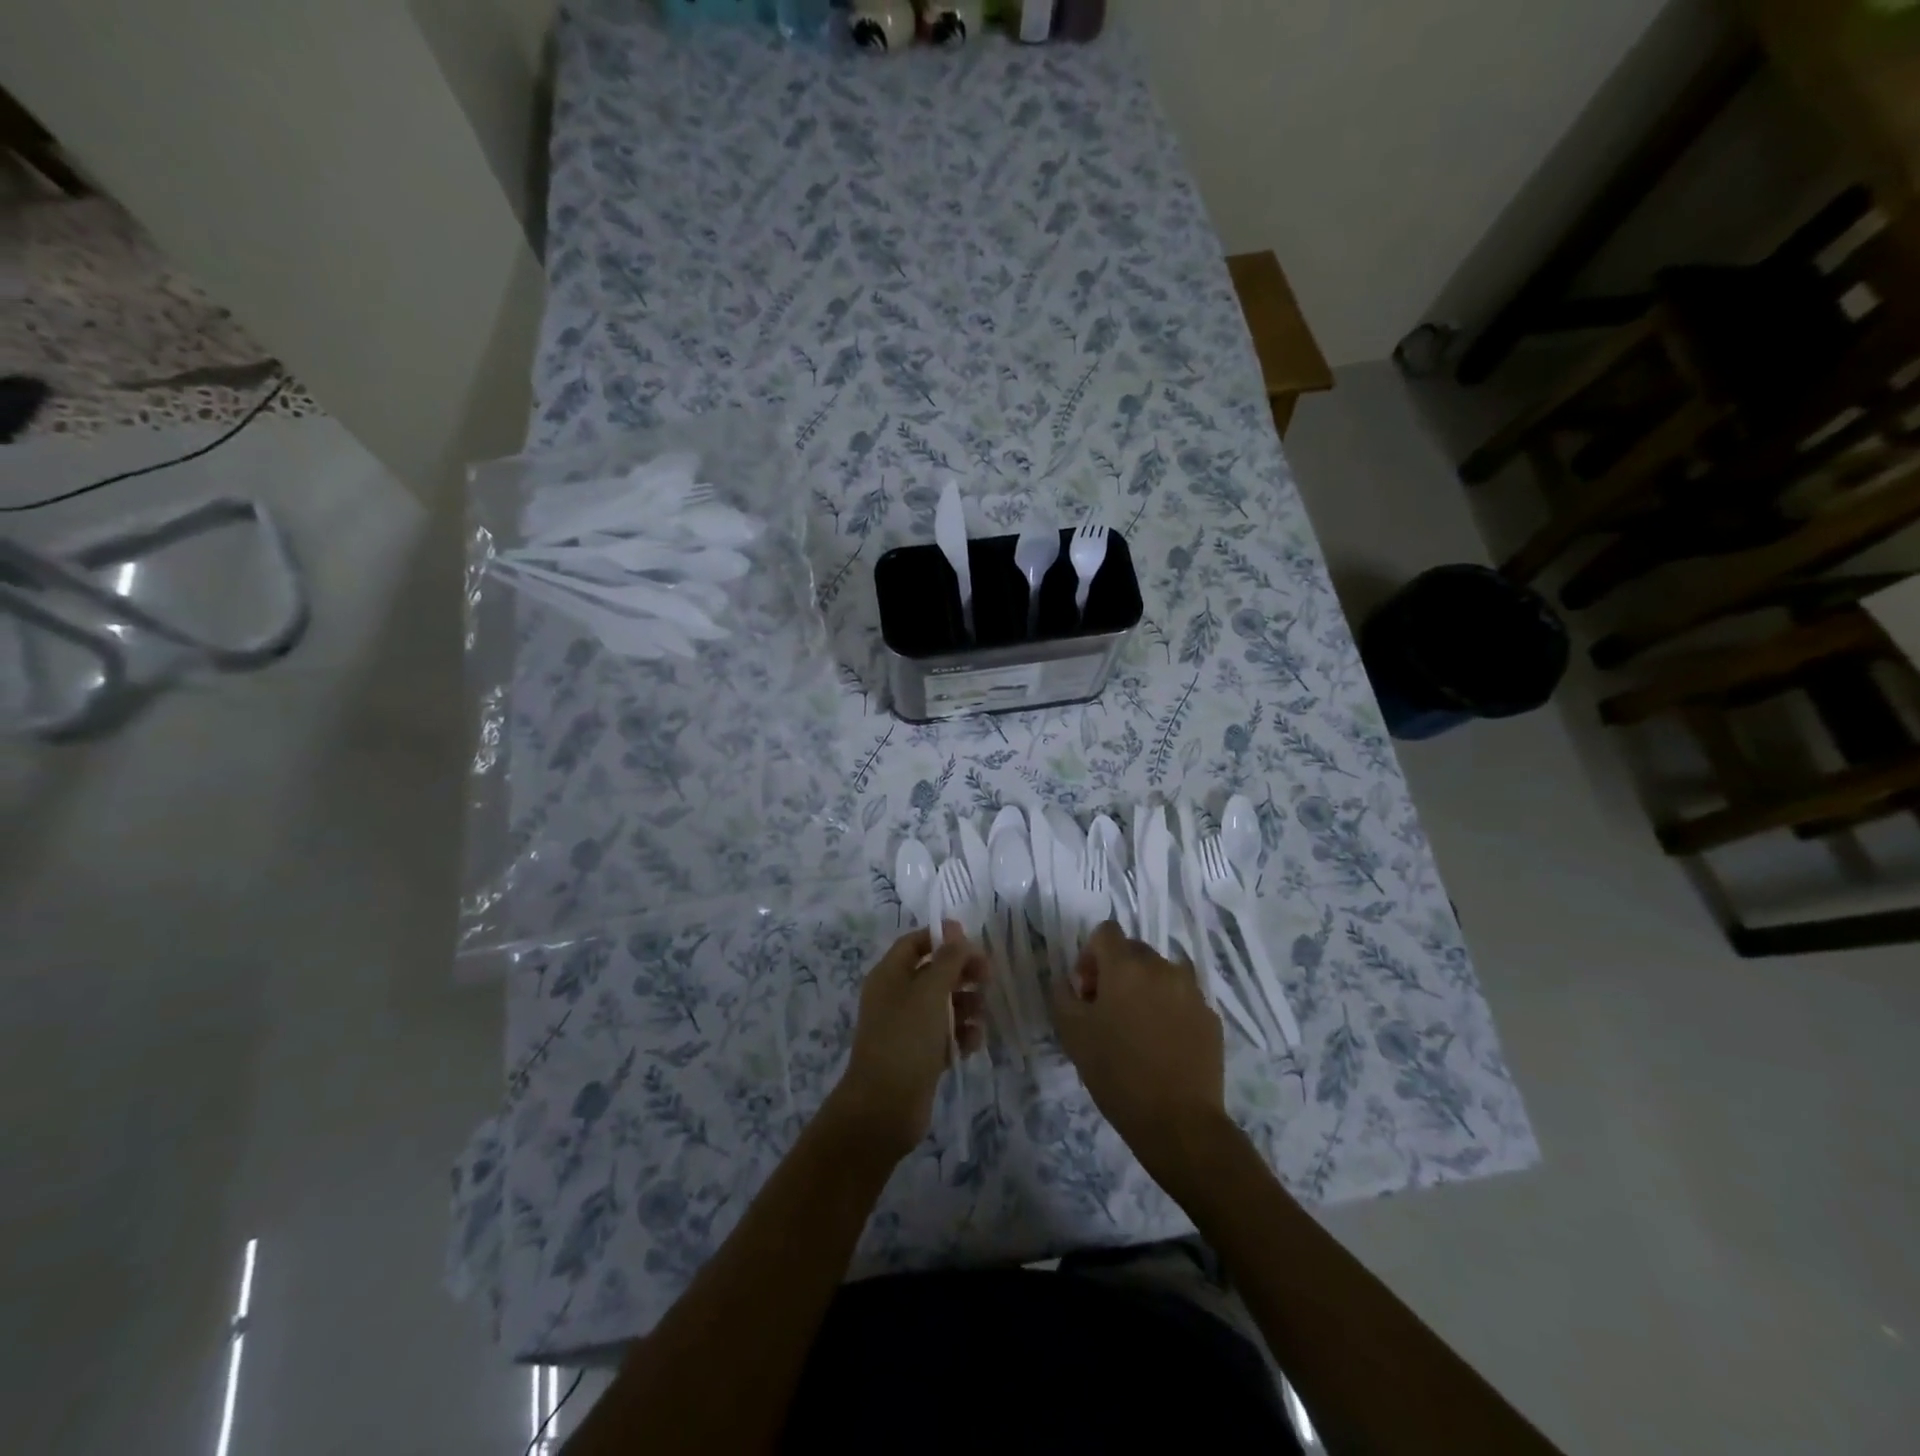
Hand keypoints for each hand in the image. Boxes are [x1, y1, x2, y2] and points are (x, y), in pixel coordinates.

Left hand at [828, 922, 986, 1162]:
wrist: (884, 1108)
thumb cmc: (906, 1039)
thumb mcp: (930, 992)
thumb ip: (947, 959)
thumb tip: (955, 928)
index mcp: (890, 975)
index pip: (915, 943)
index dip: (943, 938)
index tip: (973, 943)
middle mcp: (896, 997)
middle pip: (933, 972)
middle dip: (961, 973)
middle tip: (988, 978)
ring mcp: (907, 1027)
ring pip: (943, 1004)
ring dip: (966, 1005)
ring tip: (980, 1015)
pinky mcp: (920, 1055)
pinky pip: (945, 1035)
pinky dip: (961, 1035)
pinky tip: (973, 1043)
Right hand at [1052, 921, 1228, 1177]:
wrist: (1178, 1122)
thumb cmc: (1117, 1074)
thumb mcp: (1072, 1034)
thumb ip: (1063, 994)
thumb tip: (1070, 981)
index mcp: (1126, 966)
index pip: (1106, 932)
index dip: (1090, 955)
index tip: (1087, 991)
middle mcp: (1162, 967)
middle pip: (1134, 951)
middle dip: (1117, 972)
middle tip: (1108, 1011)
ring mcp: (1192, 991)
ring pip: (1161, 974)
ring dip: (1145, 988)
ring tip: (1138, 1028)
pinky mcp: (1211, 1016)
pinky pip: (1183, 999)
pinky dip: (1169, 1010)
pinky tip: (1163, 1045)